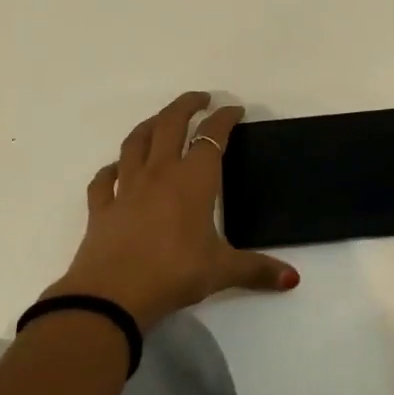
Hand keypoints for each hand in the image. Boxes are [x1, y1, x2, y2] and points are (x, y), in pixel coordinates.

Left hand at [45, 92, 298, 331]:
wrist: (112, 295)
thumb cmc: (174, 273)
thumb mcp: (221, 271)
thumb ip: (257, 269)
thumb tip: (292, 279)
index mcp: (193, 180)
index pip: (212, 136)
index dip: (224, 118)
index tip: (234, 110)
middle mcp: (159, 174)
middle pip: (170, 124)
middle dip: (186, 106)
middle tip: (200, 98)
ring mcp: (126, 188)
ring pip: (136, 142)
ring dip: (150, 125)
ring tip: (160, 120)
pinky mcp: (101, 207)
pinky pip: (103, 179)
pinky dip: (111, 169)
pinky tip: (115, 169)